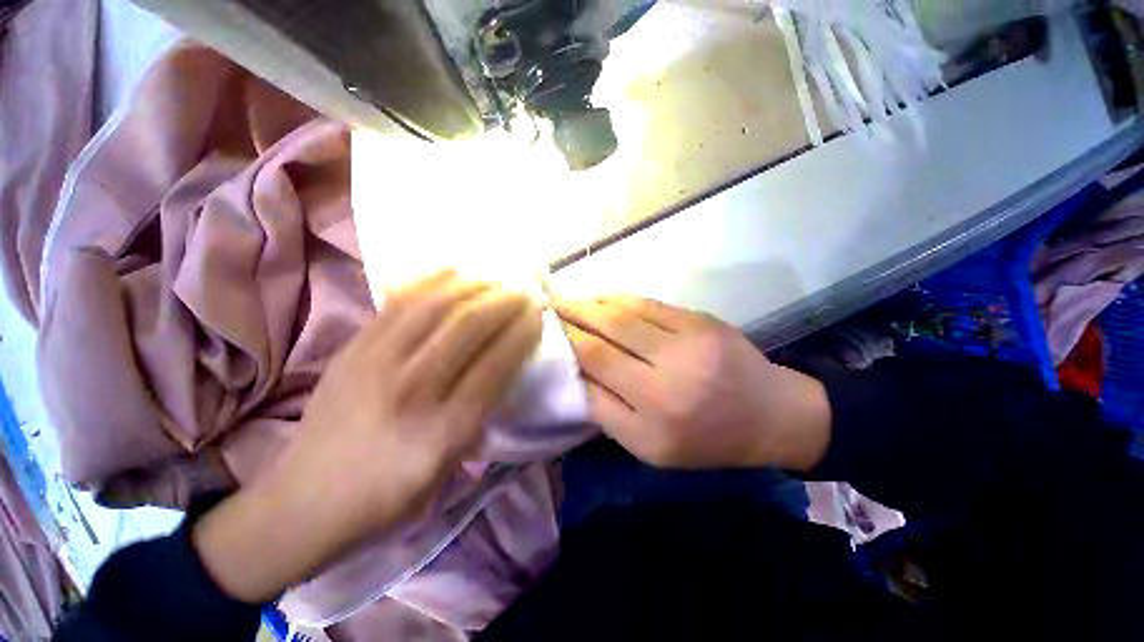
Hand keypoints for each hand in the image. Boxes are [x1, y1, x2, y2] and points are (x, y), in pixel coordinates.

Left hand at [194, 272, 541, 602]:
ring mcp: (376, 364)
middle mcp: (412, 391)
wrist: (304, 501)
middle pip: (468, 328)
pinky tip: (451, 272)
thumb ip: (478, 417)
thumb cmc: (388, 495)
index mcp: (442, 431)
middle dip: (504, 304)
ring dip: (472, 288)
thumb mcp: (448, 470)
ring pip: (434, 308)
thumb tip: (501, 367)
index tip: (537, 316)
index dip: (522, 334)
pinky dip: (429, 282)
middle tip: (522, 295)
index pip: (496, 365)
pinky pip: (396, 304)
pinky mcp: (352, 350)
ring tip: (493, 282)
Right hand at [556, 296, 829, 470]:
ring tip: (568, 299)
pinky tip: (601, 297)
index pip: (596, 364)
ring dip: (591, 303)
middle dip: (572, 316)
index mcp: (655, 413)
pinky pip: (649, 303)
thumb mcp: (649, 447)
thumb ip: (606, 410)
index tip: (546, 330)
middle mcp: (670, 374)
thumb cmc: (705, 440)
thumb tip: (574, 371)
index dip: (567, 342)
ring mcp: (689, 340)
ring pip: (625, 312)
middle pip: (607, 333)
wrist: (769, 415)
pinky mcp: (701, 320)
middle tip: (548, 306)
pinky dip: (619, 298)